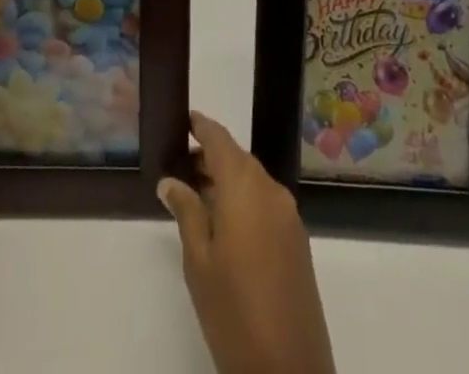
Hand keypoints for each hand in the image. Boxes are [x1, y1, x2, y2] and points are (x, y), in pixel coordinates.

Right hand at [158, 111, 334, 373]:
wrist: (289, 371)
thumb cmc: (233, 312)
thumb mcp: (199, 262)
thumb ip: (186, 213)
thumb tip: (170, 181)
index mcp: (245, 187)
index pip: (221, 140)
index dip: (202, 127)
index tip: (185, 120)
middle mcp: (271, 190)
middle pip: (239, 159)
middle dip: (212, 156)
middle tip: (183, 164)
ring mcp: (289, 216)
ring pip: (254, 181)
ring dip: (229, 180)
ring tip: (199, 194)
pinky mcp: (298, 240)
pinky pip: (267, 203)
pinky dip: (246, 200)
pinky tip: (226, 223)